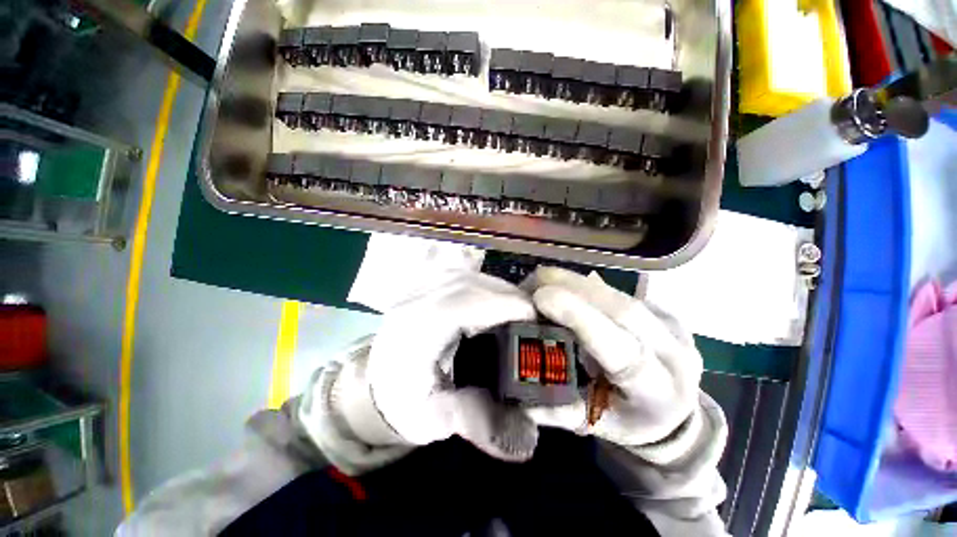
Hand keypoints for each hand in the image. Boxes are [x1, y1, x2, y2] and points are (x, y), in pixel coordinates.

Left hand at [365, 271, 539, 460]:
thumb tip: (527, 440)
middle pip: (476, 284)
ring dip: (500, 292)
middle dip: (511, 299)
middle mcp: (418, 297)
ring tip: (515, 315)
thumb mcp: (433, 419)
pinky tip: (492, 304)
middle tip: (531, 323)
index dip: (510, 306)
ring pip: (473, 275)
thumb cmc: (401, 401)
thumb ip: (476, 421)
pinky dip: (486, 287)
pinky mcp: (426, 284)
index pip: (470, 302)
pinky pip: (465, 275)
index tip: (537, 324)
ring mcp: (420, 285)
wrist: (374, 381)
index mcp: (418, 327)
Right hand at [522, 267, 702, 446]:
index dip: (579, 317)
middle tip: (535, 279)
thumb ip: (561, 409)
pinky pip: (620, 291)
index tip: (540, 297)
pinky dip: (588, 284)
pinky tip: (565, 283)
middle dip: (573, 288)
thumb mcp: (596, 424)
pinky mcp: (663, 309)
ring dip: (577, 282)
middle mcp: (673, 354)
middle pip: (622, 309)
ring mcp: (673, 327)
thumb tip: (525, 386)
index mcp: (656, 392)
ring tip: (544, 277)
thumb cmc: (631, 420)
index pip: (620, 349)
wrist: (675, 410)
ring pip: (621, 294)